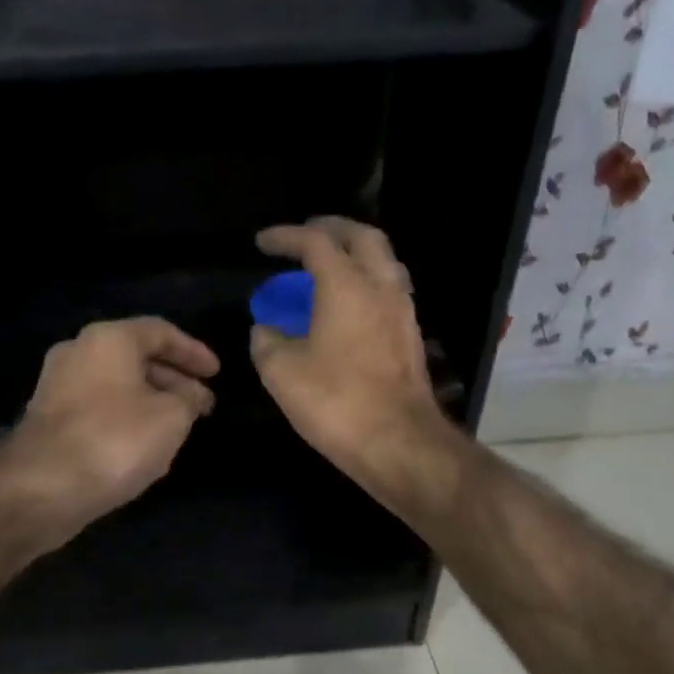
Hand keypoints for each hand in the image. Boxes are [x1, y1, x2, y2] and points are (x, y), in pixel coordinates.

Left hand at [0, 317, 219, 544]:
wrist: (44, 486)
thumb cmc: (116, 441)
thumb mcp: (171, 418)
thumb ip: (189, 400)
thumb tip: (192, 396)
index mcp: (108, 339)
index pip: (160, 331)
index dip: (194, 351)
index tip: (216, 374)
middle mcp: (78, 353)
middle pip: (135, 357)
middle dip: (173, 380)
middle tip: (202, 404)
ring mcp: (58, 387)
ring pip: (117, 386)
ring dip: (150, 401)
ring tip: (179, 426)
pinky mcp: (49, 421)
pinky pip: (99, 410)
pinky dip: (126, 419)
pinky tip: (144, 445)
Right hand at [251, 218, 448, 474]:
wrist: (397, 442)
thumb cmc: (335, 402)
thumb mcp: (282, 373)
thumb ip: (266, 343)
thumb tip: (265, 330)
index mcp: (346, 285)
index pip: (315, 242)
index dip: (286, 236)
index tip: (262, 243)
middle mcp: (381, 287)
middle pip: (363, 237)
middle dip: (332, 230)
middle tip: (306, 238)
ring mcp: (403, 312)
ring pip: (383, 264)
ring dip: (356, 257)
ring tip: (330, 271)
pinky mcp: (411, 339)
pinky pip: (389, 294)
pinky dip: (367, 287)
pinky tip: (351, 310)